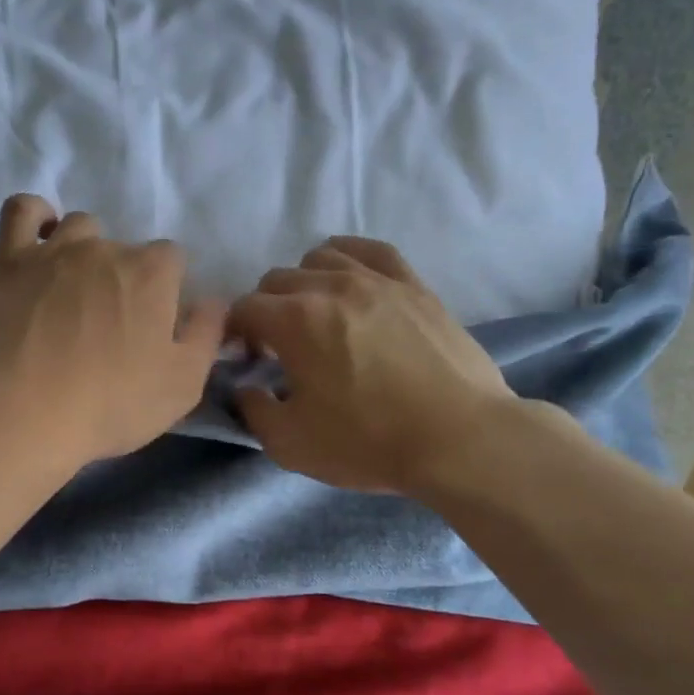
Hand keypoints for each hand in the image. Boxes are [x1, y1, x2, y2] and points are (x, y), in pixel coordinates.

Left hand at [0, 195, 226, 469]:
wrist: (21, 414)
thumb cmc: (110, 405)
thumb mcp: (182, 385)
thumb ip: (206, 335)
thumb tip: (213, 302)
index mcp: (152, 273)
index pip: (173, 261)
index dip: (166, 292)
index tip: (153, 327)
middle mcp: (106, 248)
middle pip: (125, 249)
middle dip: (125, 279)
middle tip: (110, 326)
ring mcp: (53, 250)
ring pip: (79, 227)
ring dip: (85, 250)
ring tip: (74, 292)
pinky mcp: (7, 261)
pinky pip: (21, 211)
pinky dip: (35, 215)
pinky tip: (40, 238)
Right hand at [229, 237, 516, 495]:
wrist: (458, 439)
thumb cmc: (367, 442)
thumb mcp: (289, 444)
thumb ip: (252, 411)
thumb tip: (245, 387)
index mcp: (294, 321)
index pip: (243, 309)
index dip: (234, 334)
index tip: (246, 361)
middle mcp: (331, 286)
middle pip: (276, 280)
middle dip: (265, 311)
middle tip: (279, 349)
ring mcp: (377, 279)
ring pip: (320, 257)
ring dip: (304, 284)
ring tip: (316, 317)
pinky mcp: (414, 285)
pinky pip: (370, 250)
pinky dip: (348, 260)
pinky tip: (349, 282)